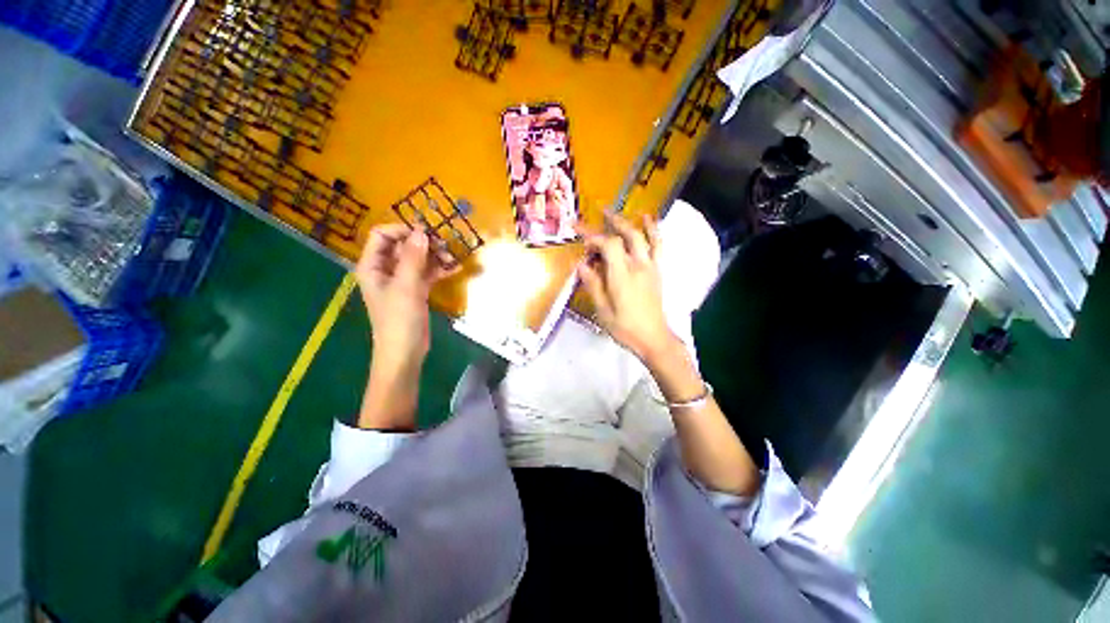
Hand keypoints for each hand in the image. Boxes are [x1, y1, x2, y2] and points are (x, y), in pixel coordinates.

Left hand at [356, 225, 453, 374]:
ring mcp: (402, 280)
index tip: (426, 235)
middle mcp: (385, 269)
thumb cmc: (398, 319)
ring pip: (418, 259)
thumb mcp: (406, 286)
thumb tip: (422, 232)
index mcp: (372, 266)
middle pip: (403, 245)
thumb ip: (413, 258)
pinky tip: (455, 268)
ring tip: (452, 257)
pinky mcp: (416, 290)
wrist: (405, 352)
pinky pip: (428, 273)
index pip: (382, 235)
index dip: (402, 230)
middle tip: (445, 246)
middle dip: (423, 243)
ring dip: (435, 256)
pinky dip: (440, 270)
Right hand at [577, 213, 678, 364]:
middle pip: (625, 235)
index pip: (608, 245)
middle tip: (597, 214)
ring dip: (628, 222)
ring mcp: (650, 267)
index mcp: (621, 275)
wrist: (653, 338)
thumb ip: (593, 285)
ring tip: (616, 213)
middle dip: (610, 222)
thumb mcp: (602, 310)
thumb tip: (581, 265)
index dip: (593, 236)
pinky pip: (658, 245)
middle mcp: (637, 265)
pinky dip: (654, 230)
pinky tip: (648, 220)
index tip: (580, 236)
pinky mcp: (658, 271)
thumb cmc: (625, 327)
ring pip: (641, 236)